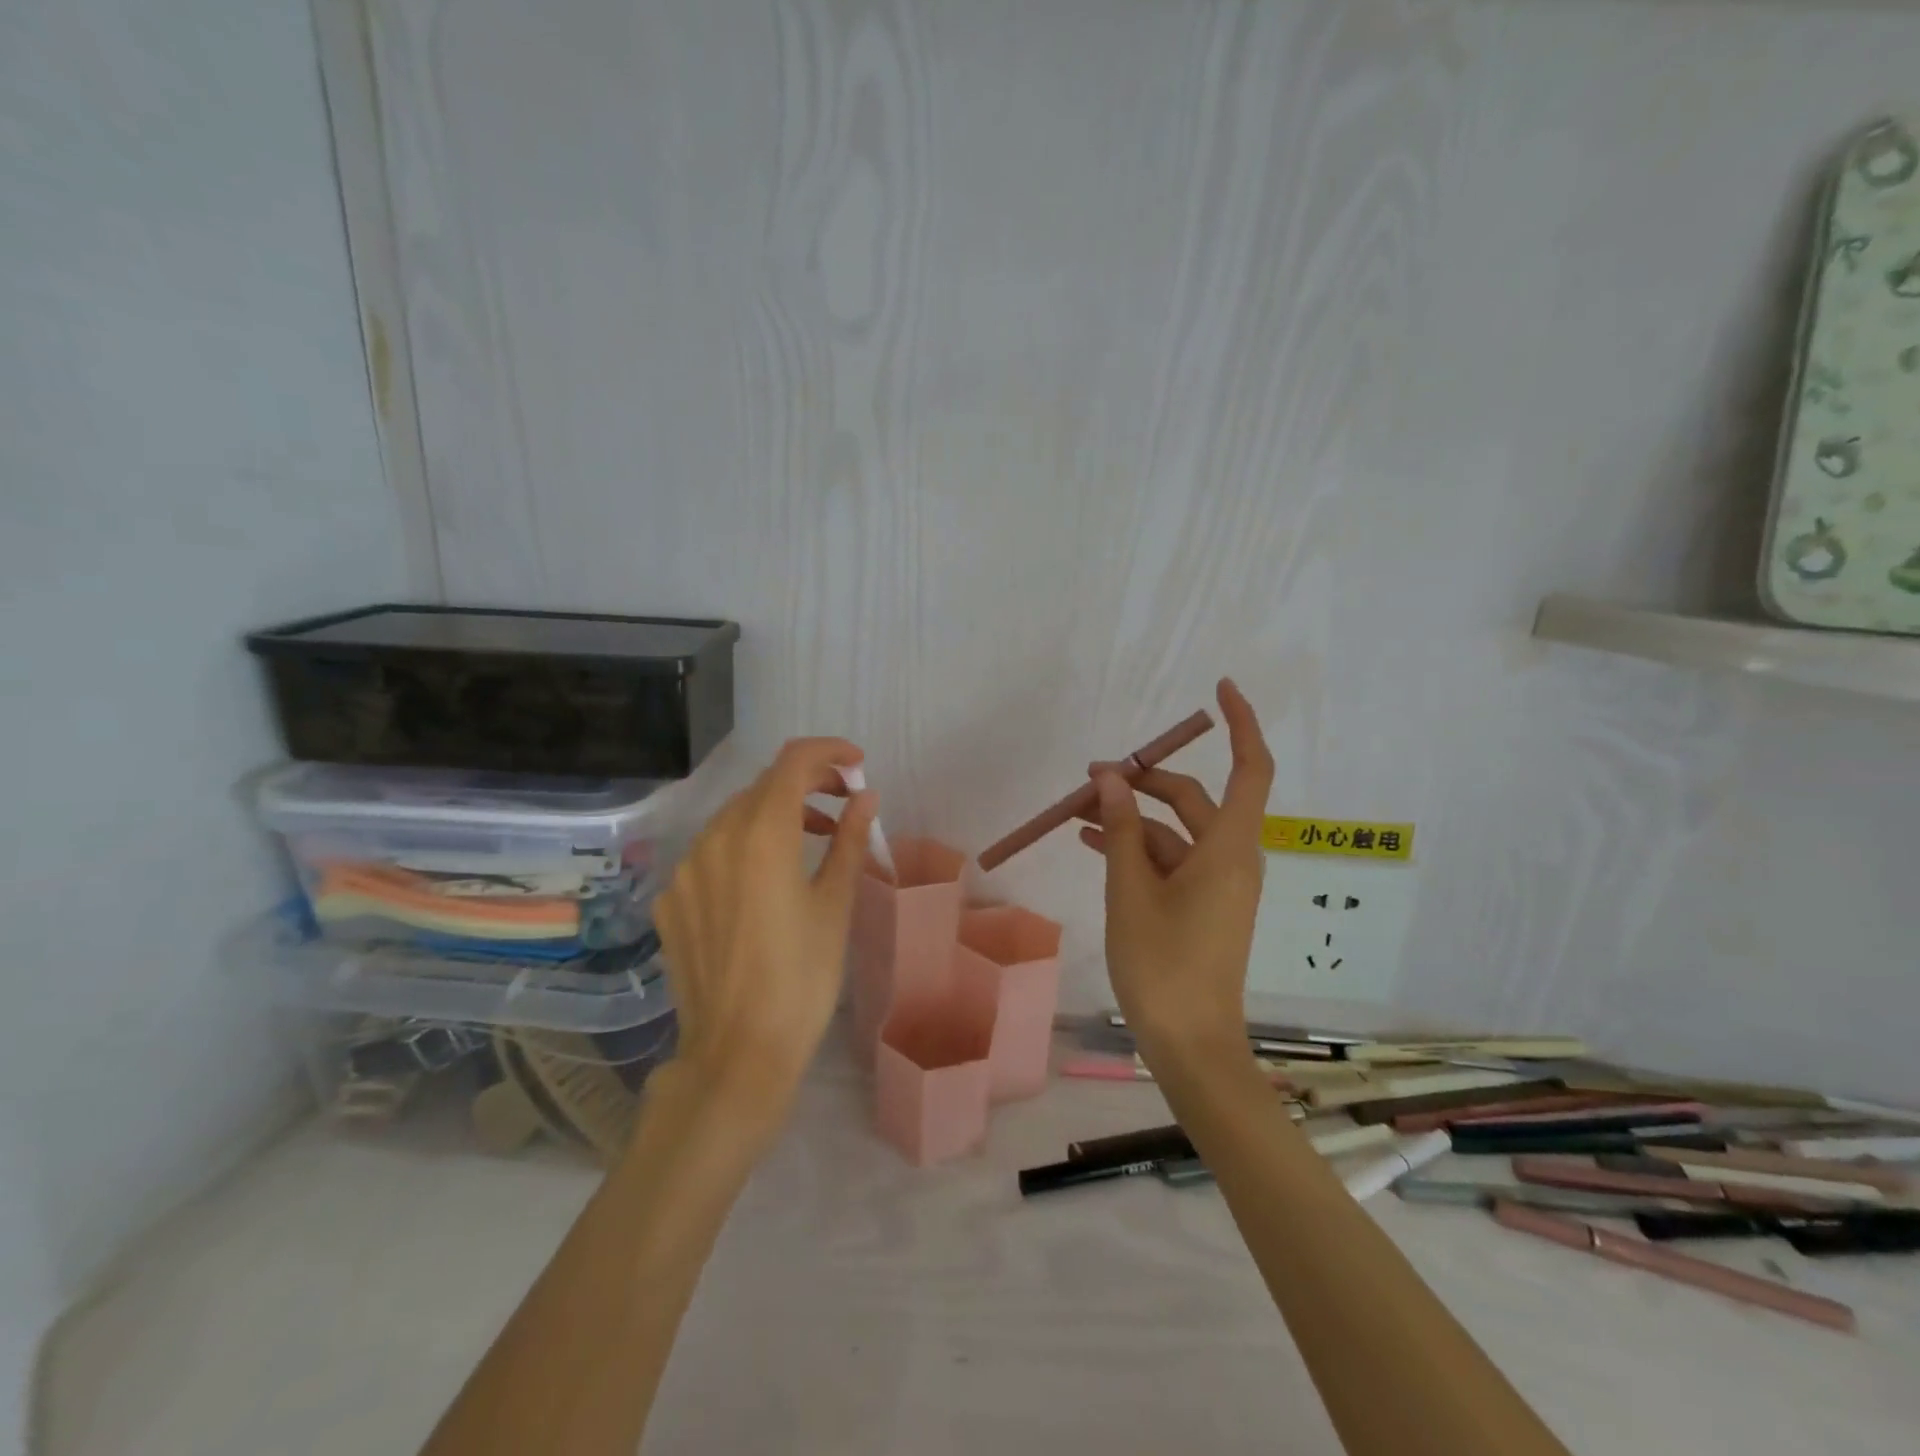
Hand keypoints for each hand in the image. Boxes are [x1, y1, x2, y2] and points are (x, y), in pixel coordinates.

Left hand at [653, 738, 876, 1130]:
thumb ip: (849, 840)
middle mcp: (715, 839)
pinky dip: (743, 847)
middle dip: (806, 783)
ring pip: (734, 817)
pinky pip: (710, 852)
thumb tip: (865, 797)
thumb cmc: (802, 978)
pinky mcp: (671, 900)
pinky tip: (763, 881)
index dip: (828, 752)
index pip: (793, 763)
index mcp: (762, 835)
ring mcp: (685, 870)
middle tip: (843, 803)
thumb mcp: (835, 905)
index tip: (856, 763)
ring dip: (774, 813)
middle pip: (762, 786)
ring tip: (811, 837)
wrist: (738, 1052)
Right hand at [1079, 679, 1273, 1060]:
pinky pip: (1170, 860)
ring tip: (1078, 812)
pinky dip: (1136, 848)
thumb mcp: (1131, 890)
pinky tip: (1094, 842)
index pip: (1250, 769)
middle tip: (1089, 778)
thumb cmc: (1163, 964)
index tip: (1221, 688)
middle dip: (1142, 781)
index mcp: (1228, 848)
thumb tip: (1111, 778)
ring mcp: (1217, 883)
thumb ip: (1121, 829)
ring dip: (1130, 817)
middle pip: (1192, 798)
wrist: (1190, 1044)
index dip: (1241, 724)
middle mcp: (1230, 858)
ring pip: (1173, 831)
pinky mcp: (1202, 904)